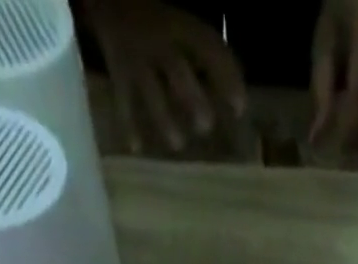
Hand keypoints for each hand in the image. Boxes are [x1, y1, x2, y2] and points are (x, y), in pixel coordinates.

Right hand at [82, 0, 246, 152]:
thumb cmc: (156, 21)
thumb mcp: (182, 27)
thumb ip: (205, 58)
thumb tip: (236, 100)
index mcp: (180, 25)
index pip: (209, 47)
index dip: (226, 76)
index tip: (240, 109)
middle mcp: (158, 39)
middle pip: (177, 70)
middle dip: (193, 100)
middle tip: (206, 127)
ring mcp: (136, 56)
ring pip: (151, 89)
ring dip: (164, 119)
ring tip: (178, 144)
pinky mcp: (117, 69)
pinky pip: (123, 100)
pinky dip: (128, 125)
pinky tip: (136, 148)